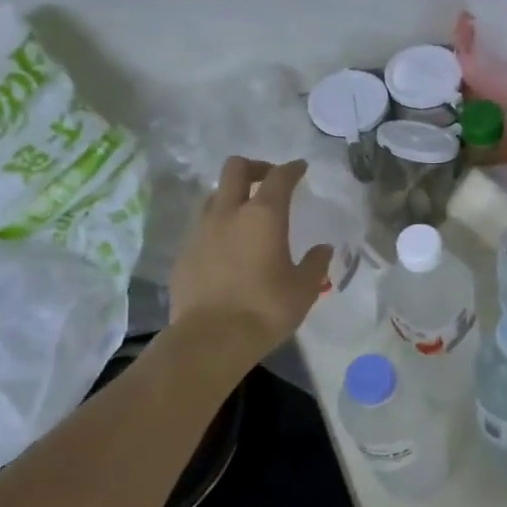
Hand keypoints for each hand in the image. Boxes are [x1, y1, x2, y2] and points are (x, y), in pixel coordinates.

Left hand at [167, 157, 330, 360]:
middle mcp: (229, 214)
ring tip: (247, 215)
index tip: (301, 168)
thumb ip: (315, 263)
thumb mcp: (304, 289)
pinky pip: (202, 227)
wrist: (211, 338)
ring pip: (214, 195)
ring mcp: (201, 231)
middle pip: (235, 169)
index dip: (292, 169)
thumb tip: (323, 248)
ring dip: (232, 196)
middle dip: (254, 167)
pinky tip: (229, 249)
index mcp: (264, 216)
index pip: (279, 177)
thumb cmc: (266, 309)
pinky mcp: (184, 253)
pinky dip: (218, 227)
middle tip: (269, 180)